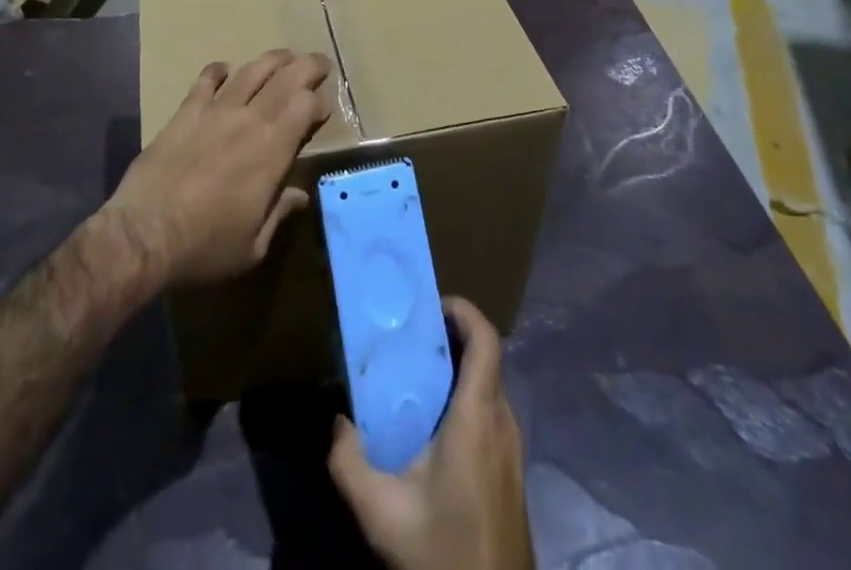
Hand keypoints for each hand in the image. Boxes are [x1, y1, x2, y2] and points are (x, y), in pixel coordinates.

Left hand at [106, 49, 332, 288]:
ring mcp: (216, 111)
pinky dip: (219, 70)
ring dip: (272, 60)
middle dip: (307, 67)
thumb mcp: (253, 245)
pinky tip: (224, 68)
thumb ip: (279, 213)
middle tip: (320, 63)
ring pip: (251, 71)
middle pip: (286, 79)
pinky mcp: (186, 111)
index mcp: (272, 151)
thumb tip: (301, 194)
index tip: (324, 108)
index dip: (319, 101)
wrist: (144, 234)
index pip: (305, 107)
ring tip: (284, 56)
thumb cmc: (205, 246)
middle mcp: (249, 120)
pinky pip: (206, 79)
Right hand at [328, 298, 532, 569]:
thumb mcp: (383, 513)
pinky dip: (467, 399)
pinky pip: (492, 414)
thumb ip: (350, 464)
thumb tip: (337, 423)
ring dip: (459, 370)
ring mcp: (513, 450)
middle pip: (486, 359)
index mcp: (479, 417)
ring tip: (417, 377)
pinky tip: (435, 426)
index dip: (465, 310)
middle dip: (452, 338)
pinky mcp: (512, 473)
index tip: (432, 304)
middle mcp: (503, 423)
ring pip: (490, 387)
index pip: (486, 340)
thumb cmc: (444, 552)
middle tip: (412, 338)